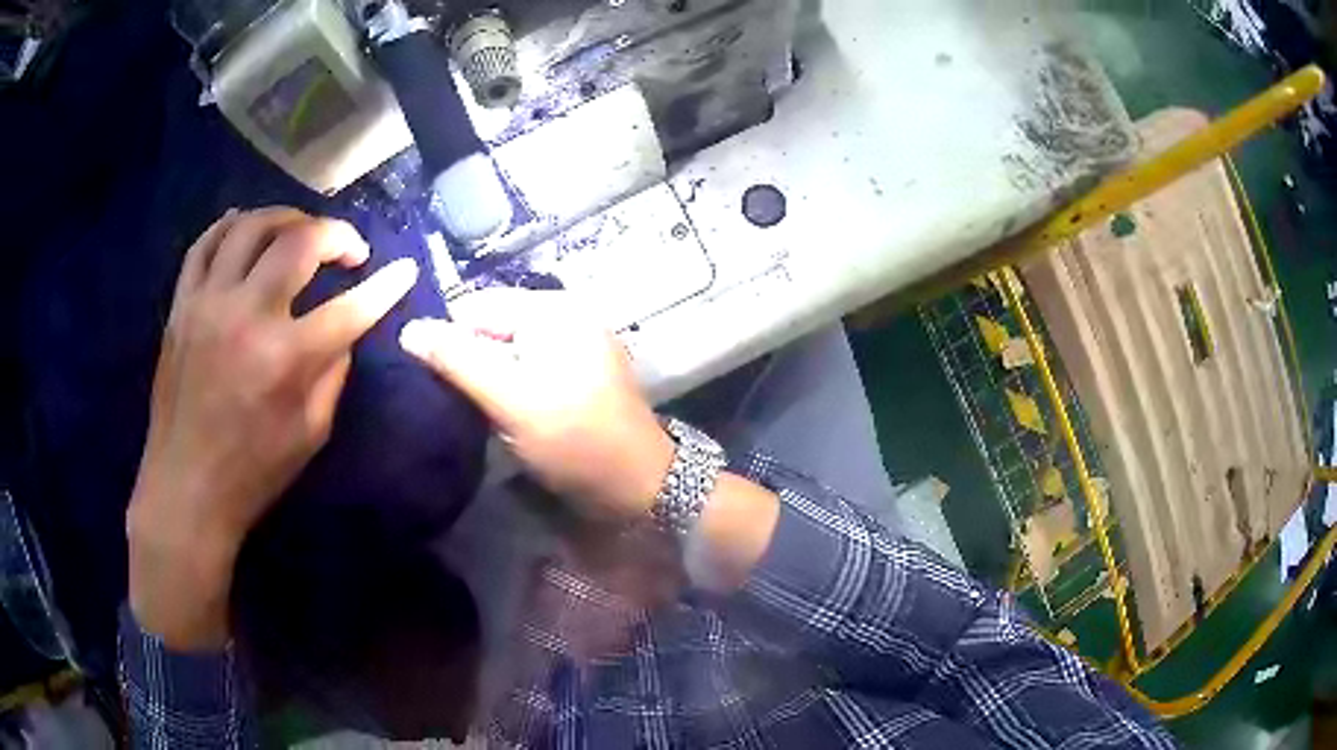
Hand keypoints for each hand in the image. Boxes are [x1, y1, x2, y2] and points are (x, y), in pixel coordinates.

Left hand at [128, 207, 417, 648]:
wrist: (186, 488)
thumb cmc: (253, 472)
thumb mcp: (311, 435)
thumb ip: (332, 374)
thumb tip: (343, 330)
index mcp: (285, 359)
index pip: (350, 307)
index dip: (385, 286)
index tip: (405, 270)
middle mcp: (246, 316)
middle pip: (299, 241)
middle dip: (337, 235)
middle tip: (348, 249)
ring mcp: (207, 303)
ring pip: (250, 226)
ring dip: (286, 218)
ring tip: (301, 230)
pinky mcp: (181, 305)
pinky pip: (204, 244)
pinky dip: (230, 225)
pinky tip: (247, 226)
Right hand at [399, 289, 672, 520]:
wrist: (639, 483)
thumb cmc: (573, 439)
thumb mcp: (510, 399)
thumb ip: (457, 360)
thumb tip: (409, 329)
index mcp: (551, 308)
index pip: (475, 306)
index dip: (448, 340)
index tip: (434, 382)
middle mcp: (565, 313)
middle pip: (492, 325)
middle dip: (469, 358)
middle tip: (457, 401)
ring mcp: (576, 341)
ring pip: (508, 347)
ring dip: (488, 375)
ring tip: (478, 408)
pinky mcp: (579, 369)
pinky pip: (529, 364)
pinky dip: (511, 383)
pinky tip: (504, 411)